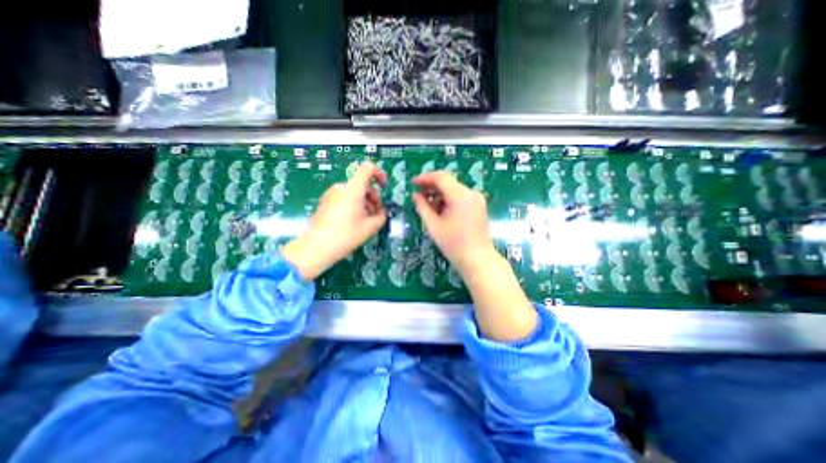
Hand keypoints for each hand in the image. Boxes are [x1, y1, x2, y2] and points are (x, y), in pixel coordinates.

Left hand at [284, 161, 386, 279]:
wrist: (316, 247)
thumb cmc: (346, 235)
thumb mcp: (370, 227)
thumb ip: (381, 216)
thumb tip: (381, 211)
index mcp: (353, 189)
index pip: (368, 168)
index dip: (379, 174)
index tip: (383, 187)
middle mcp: (341, 187)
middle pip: (362, 184)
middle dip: (373, 197)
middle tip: (375, 214)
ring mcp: (331, 194)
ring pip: (353, 192)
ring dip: (363, 203)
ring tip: (365, 221)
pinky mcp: (325, 202)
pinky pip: (344, 198)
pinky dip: (353, 205)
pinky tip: (353, 222)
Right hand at [411, 172, 494, 276]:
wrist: (478, 260)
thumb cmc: (453, 245)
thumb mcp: (433, 226)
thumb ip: (422, 207)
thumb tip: (415, 195)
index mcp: (460, 196)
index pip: (441, 177)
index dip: (425, 178)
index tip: (412, 183)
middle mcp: (471, 193)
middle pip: (448, 182)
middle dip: (431, 186)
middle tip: (418, 195)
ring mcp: (477, 199)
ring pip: (454, 189)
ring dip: (440, 194)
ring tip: (428, 205)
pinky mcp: (479, 206)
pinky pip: (461, 196)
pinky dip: (449, 199)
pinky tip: (441, 210)